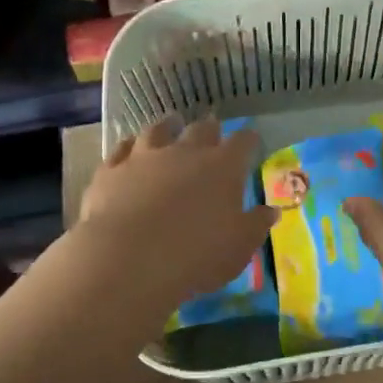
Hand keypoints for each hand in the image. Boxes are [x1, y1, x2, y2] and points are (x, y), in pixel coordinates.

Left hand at [75, 116, 275, 325]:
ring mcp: (145, 157)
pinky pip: (121, 148)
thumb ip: (256, 225)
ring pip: (158, 130)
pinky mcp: (112, 170)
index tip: (252, 141)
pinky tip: (129, 147)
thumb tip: (270, 211)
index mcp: (223, 167)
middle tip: (212, 129)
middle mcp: (186, 152)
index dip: (249, 140)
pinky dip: (128, 146)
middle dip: (209, 129)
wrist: (128, 259)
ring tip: (170, 123)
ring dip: (167, 126)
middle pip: (201, 129)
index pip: (243, 143)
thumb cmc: (196, 255)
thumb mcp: (239, 247)